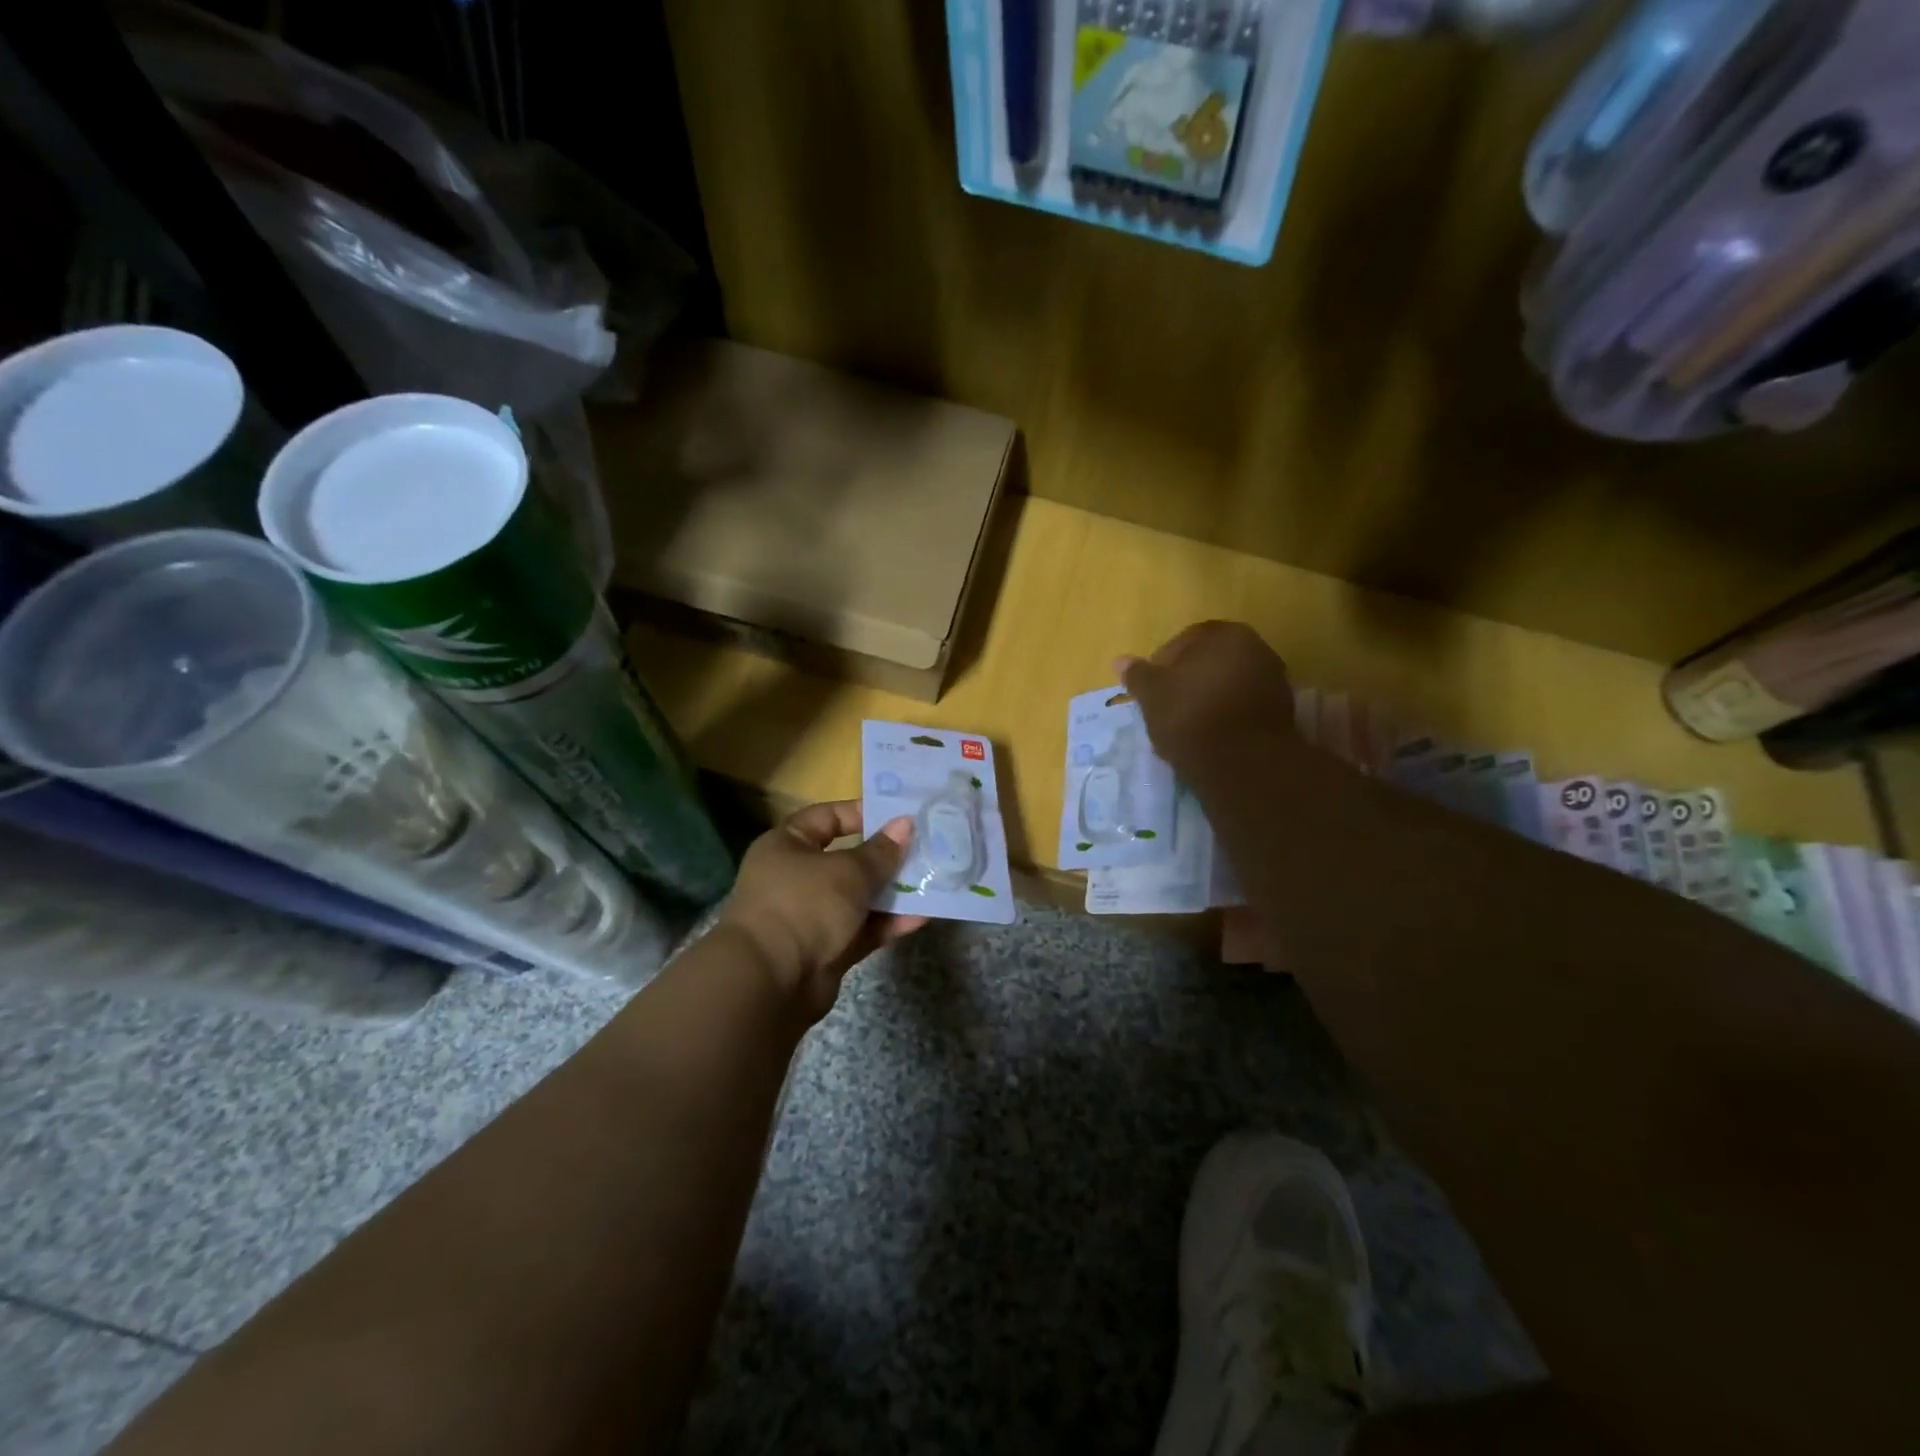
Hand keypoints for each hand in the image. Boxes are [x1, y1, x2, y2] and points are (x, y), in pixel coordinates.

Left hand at [716, 801, 928, 1019]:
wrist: (770, 982)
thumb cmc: (804, 905)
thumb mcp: (848, 871)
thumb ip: (881, 851)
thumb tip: (905, 824)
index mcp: (788, 845)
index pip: (827, 817)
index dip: (862, 813)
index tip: (899, 815)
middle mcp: (796, 877)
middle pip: (848, 859)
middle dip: (886, 857)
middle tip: (926, 847)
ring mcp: (812, 915)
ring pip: (859, 897)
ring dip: (893, 892)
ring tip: (933, 880)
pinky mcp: (827, 949)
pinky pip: (863, 929)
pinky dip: (888, 923)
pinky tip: (923, 915)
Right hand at [1118, 621, 1297, 774]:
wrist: (1241, 762)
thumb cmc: (1189, 716)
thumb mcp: (1152, 695)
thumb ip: (1137, 674)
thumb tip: (1120, 661)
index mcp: (1224, 634)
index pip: (1183, 641)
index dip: (1162, 665)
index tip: (1150, 690)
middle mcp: (1256, 647)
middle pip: (1210, 662)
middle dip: (1188, 681)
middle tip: (1167, 706)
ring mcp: (1274, 679)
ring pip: (1228, 684)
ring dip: (1208, 699)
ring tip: (1187, 726)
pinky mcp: (1282, 712)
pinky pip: (1243, 706)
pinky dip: (1226, 716)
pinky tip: (1210, 736)